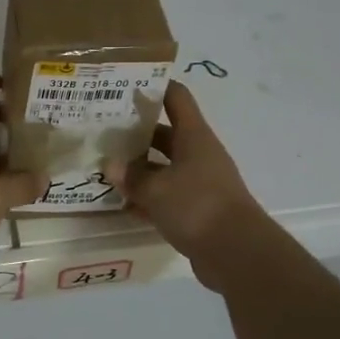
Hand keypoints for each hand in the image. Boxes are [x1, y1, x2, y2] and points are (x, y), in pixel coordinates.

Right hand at [105, 81, 267, 282]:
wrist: (237, 253)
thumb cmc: (197, 206)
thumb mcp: (156, 189)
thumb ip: (132, 176)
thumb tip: (111, 165)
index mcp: (193, 136)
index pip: (175, 97)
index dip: (154, 86)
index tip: (125, 85)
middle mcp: (198, 154)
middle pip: (164, 134)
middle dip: (135, 134)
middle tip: (102, 133)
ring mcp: (200, 183)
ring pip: (163, 168)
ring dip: (139, 169)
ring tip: (105, 169)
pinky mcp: (198, 211)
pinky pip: (167, 197)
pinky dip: (147, 199)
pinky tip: (122, 205)